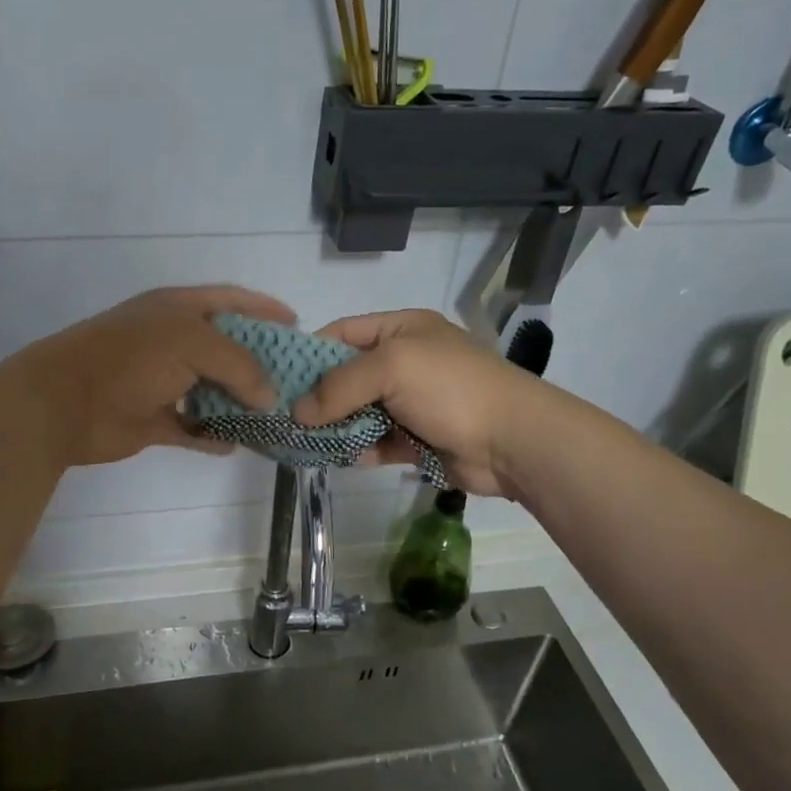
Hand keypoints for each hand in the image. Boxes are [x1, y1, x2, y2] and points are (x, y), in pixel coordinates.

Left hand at [11, 285, 294, 467]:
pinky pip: (192, 429)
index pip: (230, 301)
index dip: (264, 309)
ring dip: (239, 405)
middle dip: (259, 365)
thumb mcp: (192, 344)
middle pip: (226, 350)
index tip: (297, 324)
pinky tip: (236, 444)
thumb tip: (269, 395)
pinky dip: (211, 437)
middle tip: (295, 381)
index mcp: (178, 310)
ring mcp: (161, 382)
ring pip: (211, 392)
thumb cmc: (130, 359)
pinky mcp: (153, 420)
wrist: (65, 403)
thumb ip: (240, 365)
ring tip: (275, 417)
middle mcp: (172, 342)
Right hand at [292, 309, 539, 495]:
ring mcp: (411, 403)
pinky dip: (359, 450)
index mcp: (401, 331)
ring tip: (302, 442)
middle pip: (347, 377)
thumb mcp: (392, 368)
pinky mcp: (416, 439)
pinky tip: (341, 459)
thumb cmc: (451, 388)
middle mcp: (404, 363)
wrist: (512, 440)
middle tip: (283, 417)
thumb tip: (297, 412)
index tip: (278, 377)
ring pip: (358, 412)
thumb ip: (340, 386)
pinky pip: (376, 442)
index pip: (343, 333)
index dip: (309, 353)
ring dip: (335, 427)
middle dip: (318, 396)